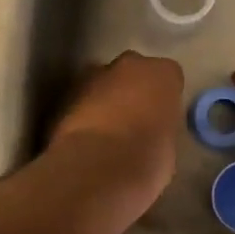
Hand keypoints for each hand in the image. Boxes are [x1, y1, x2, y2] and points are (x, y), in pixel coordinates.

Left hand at [50, 51, 184, 204]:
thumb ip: (161, 127)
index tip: (160, 118)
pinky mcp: (65, 93)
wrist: (97, 169)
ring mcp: (93, 75)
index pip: (169, 77)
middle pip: (133, 72)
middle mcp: (129, 64)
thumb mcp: (169, 146)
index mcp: (163, 74)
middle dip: (131, 90)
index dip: (163, 98)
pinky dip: (83, 114)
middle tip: (133, 121)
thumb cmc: (147, 160)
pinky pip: (80, 100)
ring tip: (105, 133)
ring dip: (104, 100)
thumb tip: (151, 134)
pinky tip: (85, 140)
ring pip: (102, 82)